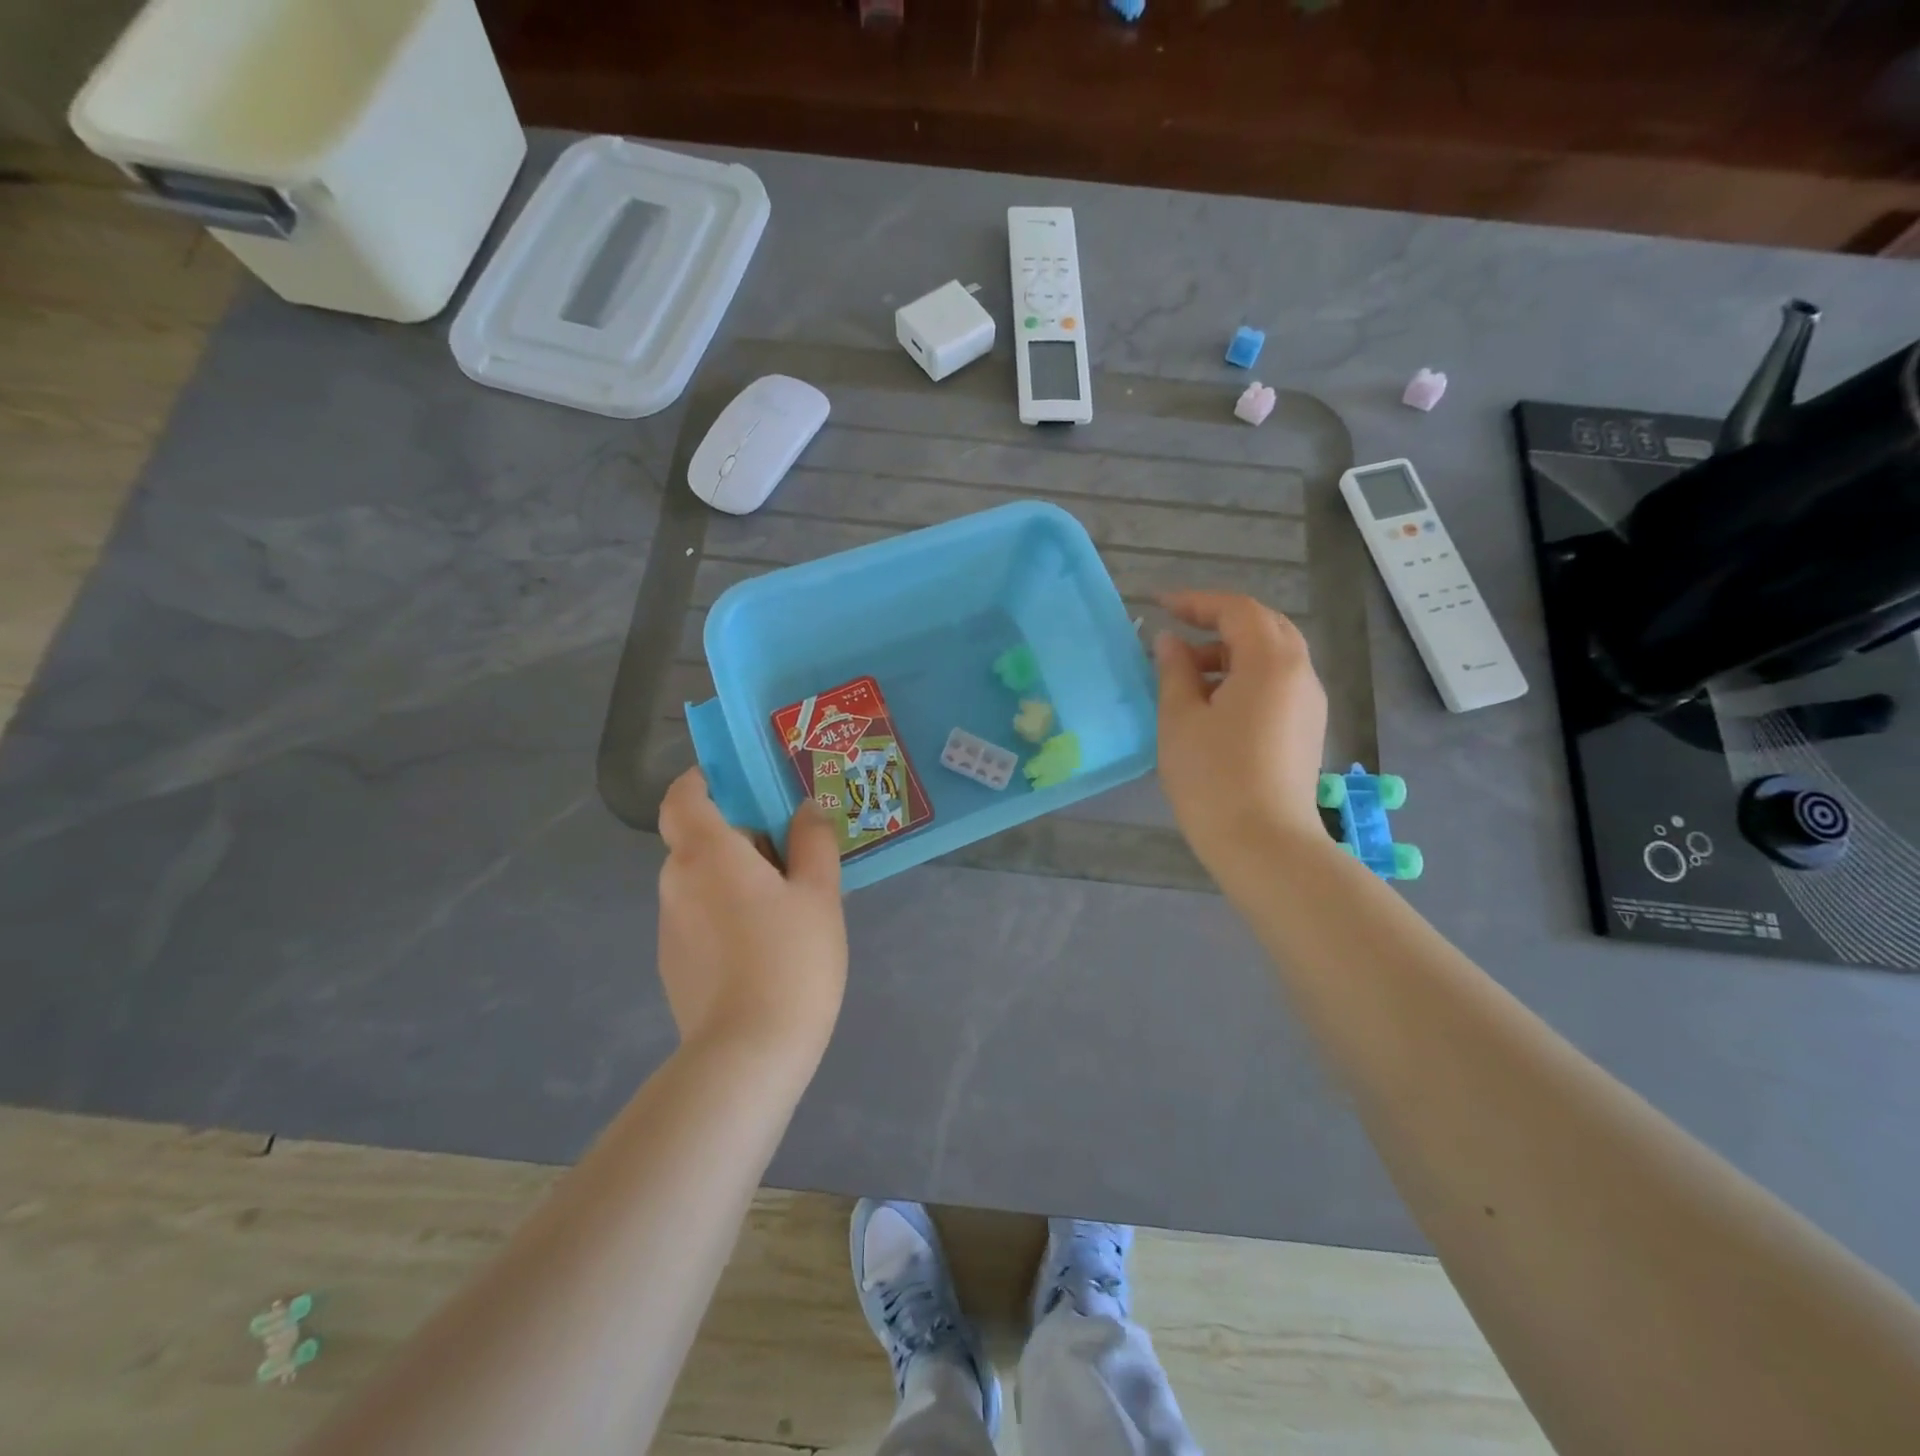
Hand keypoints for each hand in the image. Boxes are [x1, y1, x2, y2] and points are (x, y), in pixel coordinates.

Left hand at [656, 769, 848, 1061]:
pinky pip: (700, 918)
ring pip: (702, 881)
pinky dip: (727, 914)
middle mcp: (676, 882)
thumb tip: (804, 809)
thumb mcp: (819, 893)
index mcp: (707, 854)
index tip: (741, 782)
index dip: (703, 780)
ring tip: (789, 906)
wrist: (749, 1053)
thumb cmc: (791, 958)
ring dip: (736, 878)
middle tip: (792, 854)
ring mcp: (669, 927)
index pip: (683, 797)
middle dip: (741, 836)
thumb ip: (813, 841)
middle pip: (699, 839)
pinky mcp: (672, 964)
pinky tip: (767, 947)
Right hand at [1153, 591, 1329, 871]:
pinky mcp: (1307, 729)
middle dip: (1218, 623)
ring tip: (1188, 675)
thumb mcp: (1180, 719)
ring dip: (1232, 653)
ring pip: (1273, 656)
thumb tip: (1171, 642)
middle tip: (1178, 635)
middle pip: (1263, 627)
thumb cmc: (1213, 777)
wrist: (1264, 844)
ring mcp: (1310, 703)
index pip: (1237, 610)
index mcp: (1271, 661)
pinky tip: (1215, 705)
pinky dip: (1246, 677)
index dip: (1196, 602)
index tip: (1159, 605)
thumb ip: (1174, 671)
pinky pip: (1279, 683)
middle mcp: (1300, 673)